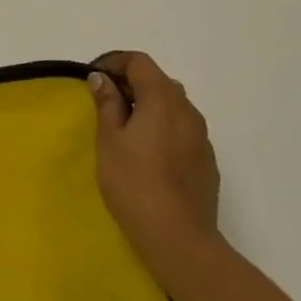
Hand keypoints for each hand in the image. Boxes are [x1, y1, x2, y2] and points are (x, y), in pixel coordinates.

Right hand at [89, 52, 221, 287]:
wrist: (178, 238)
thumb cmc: (134, 182)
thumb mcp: (109, 139)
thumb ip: (107, 103)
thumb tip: (102, 79)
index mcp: (163, 99)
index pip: (139, 62)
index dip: (114, 62)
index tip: (93, 78)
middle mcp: (188, 111)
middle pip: (158, 81)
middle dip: (130, 83)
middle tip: (104, 101)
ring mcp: (202, 137)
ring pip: (173, 105)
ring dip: (148, 105)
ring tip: (124, 128)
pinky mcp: (207, 161)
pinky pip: (182, 130)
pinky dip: (162, 127)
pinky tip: (147, 153)